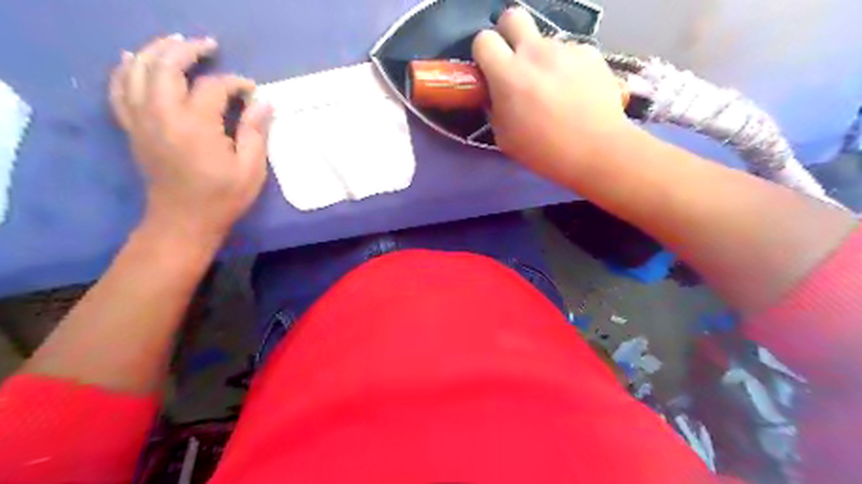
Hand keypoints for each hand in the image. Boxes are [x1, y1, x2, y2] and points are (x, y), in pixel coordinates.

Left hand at [107, 34, 268, 242]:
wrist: (183, 221)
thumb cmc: (223, 198)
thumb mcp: (250, 170)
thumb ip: (255, 133)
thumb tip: (264, 103)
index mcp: (196, 126)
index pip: (213, 87)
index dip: (236, 83)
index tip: (252, 91)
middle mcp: (162, 115)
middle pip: (166, 65)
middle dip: (188, 49)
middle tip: (209, 45)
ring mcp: (142, 120)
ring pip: (137, 70)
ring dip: (155, 50)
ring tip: (176, 43)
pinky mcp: (133, 128)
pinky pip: (119, 89)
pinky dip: (125, 69)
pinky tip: (133, 59)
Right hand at [470, 8, 631, 183]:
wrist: (595, 150)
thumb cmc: (543, 150)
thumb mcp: (504, 137)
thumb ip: (495, 108)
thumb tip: (497, 95)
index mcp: (508, 74)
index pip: (483, 40)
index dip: (484, 53)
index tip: (489, 69)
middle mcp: (535, 52)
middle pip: (513, 16)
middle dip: (509, 33)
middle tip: (515, 60)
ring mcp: (565, 49)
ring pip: (545, 41)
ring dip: (542, 58)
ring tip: (555, 88)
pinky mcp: (590, 52)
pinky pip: (570, 52)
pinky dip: (567, 67)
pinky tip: (576, 90)